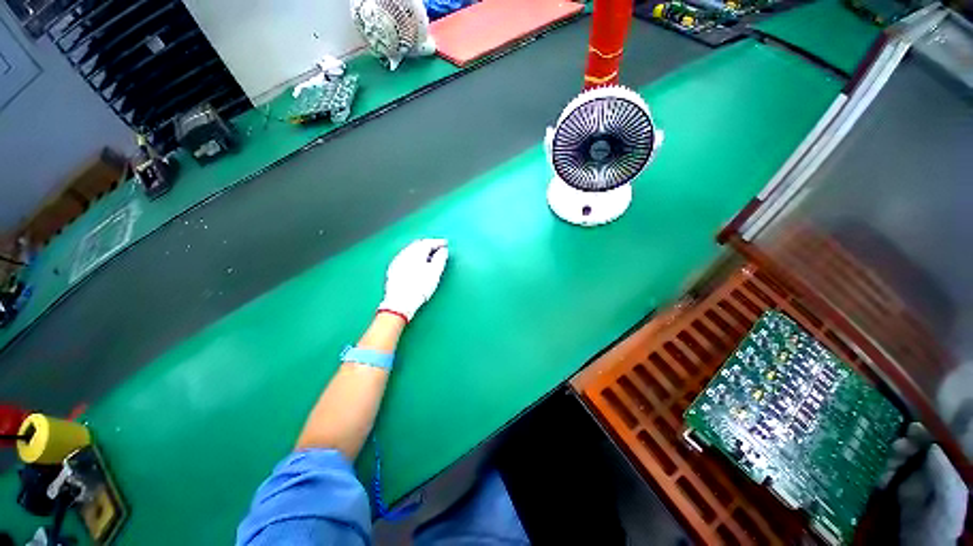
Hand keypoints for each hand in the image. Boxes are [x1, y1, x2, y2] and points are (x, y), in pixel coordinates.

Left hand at [378, 239, 448, 321]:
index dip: (438, 242)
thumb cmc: (418, 288)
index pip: (428, 242)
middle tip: (438, 248)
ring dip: (421, 251)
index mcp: (416, 252)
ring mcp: (397, 261)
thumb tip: (443, 250)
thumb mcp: (435, 272)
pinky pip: (405, 257)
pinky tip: (417, 264)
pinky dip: (413, 257)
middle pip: (418, 244)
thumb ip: (440, 258)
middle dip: (429, 245)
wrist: (399, 303)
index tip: (445, 244)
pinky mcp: (393, 270)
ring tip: (429, 257)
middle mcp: (405, 254)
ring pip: (411, 250)